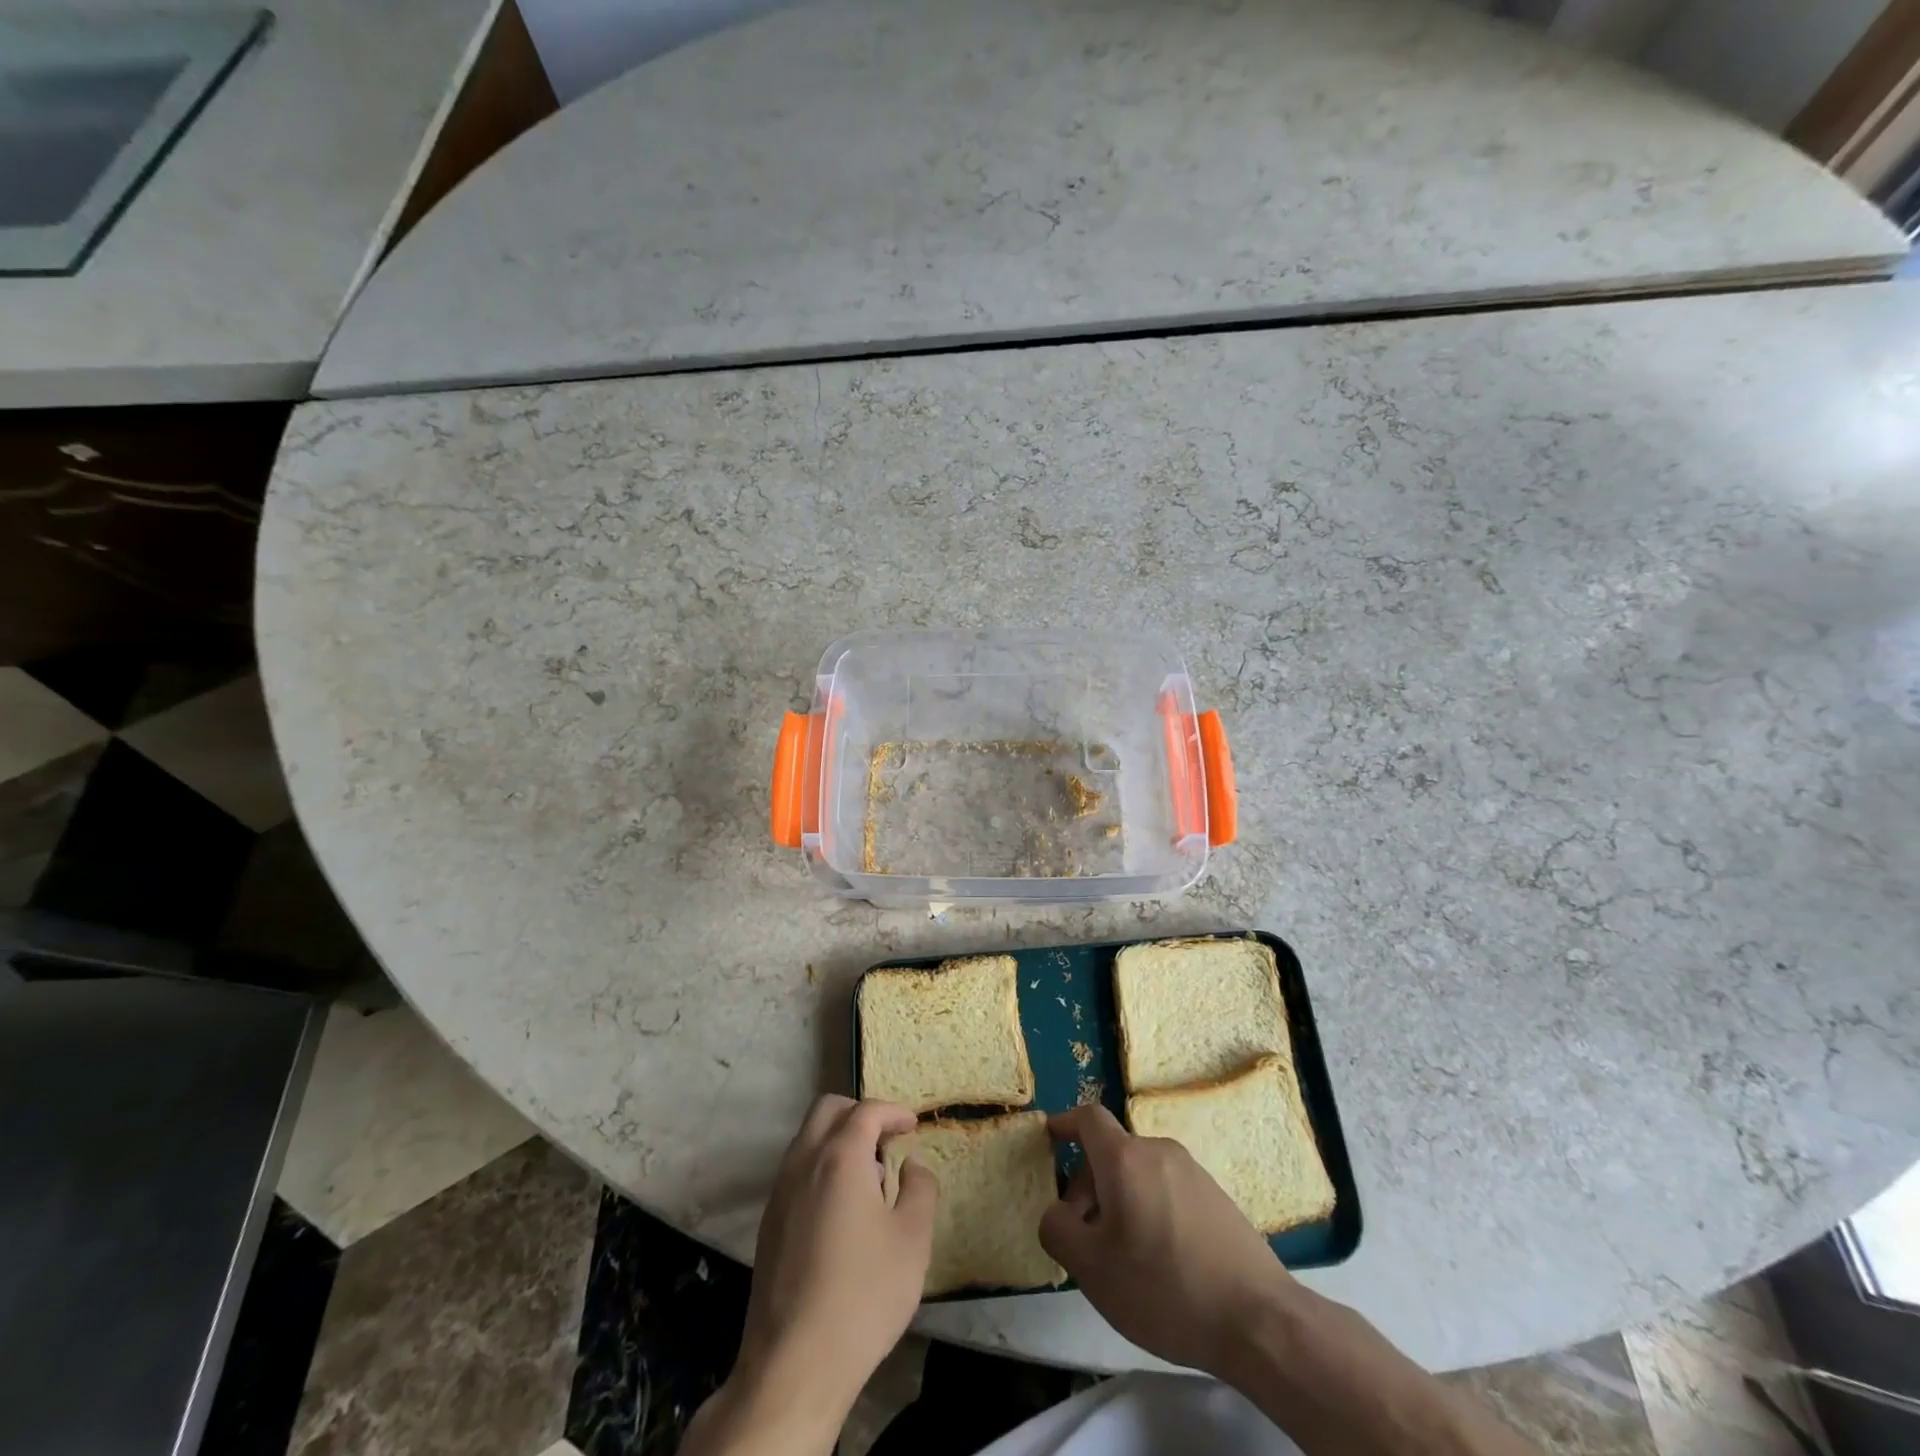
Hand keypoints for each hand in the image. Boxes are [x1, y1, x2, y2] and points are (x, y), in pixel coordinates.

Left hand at [707, 1095, 935, 1453]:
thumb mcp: (912, 1241)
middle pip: (828, 1110)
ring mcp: (780, 1192)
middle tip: (886, 1140)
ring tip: (869, 1178)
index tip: (912, 1126)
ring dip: (838, 1140)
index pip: (867, 1111)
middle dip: (860, 1114)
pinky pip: (796, 1171)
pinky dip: (821, 1167)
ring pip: (807, 1139)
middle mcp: (804, 1162)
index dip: (893, 1112)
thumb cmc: (863, 1295)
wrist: (794, 1364)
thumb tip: (912, 1164)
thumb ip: (920, 1189)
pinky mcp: (769, 1222)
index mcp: (840, 1158)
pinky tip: (841, 1210)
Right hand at [1040, 1103, 1295, 1375]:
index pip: (1088, 1118)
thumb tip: (1055, 1212)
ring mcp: (1192, 1172)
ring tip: (1120, 1255)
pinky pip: (1166, 1189)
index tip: (1049, 1137)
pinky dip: (1149, 1209)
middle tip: (1081, 1232)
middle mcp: (1158, 1151)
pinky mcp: (1216, 1197)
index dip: (1065, 1123)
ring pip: (1139, 1173)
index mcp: (1125, 1158)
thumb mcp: (1091, 1269)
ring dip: (1119, 1199)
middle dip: (1088, 1183)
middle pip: (1112, 1152)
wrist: (1259, 1321)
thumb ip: (1058, 1231)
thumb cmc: (1164, 1288)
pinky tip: (1159, 1262)